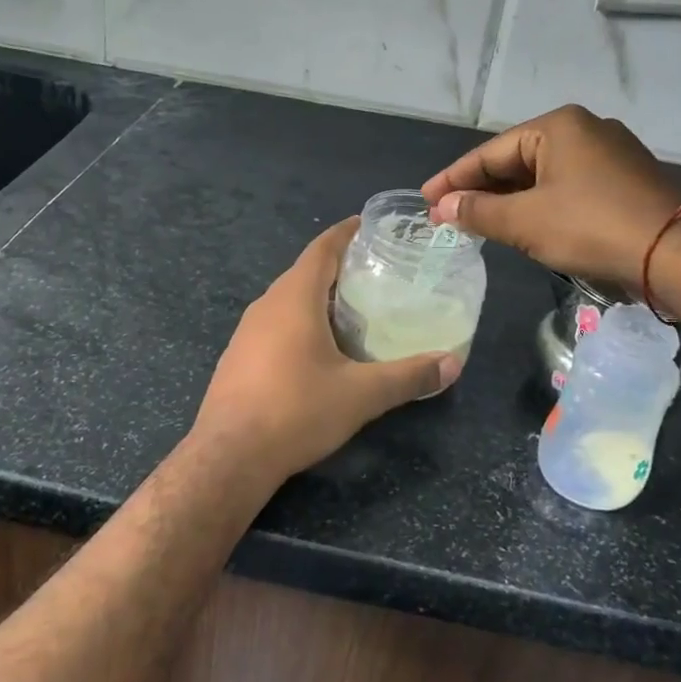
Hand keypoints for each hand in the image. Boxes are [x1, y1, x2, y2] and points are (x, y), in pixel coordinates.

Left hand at [191, 218, 461, 482]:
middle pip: (305, 272)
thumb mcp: (361, 395)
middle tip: (377, 272)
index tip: (370, 225)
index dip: (346, 232)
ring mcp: (247, 330)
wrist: (228, 456)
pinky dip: (301, 321)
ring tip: (355, 308)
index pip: (322, 248)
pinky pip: (275, 323)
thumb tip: (452, 364)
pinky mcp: (239, 356)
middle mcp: (266, 304)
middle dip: (339, 267)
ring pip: (288, 300)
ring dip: (319, 297)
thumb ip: (408, 377)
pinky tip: (319, 348)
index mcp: (294, 297)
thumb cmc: (296, 410)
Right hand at [422, 105, 680, 293]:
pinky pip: (568, 185)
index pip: (490, 152)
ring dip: (509, 199)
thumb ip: (479, 211)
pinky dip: (540, 203)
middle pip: (517, 159)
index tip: (426, 199)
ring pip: (543, 174)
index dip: (454, 178)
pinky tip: (524, 223)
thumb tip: (442, 207)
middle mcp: (585, 129)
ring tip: (477, 220)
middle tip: (447, 214)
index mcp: (558, 125)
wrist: (678, 255)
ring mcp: (610, 153)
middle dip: (481, 189)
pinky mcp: (626, 179)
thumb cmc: (592, 227)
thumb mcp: (525, 221)